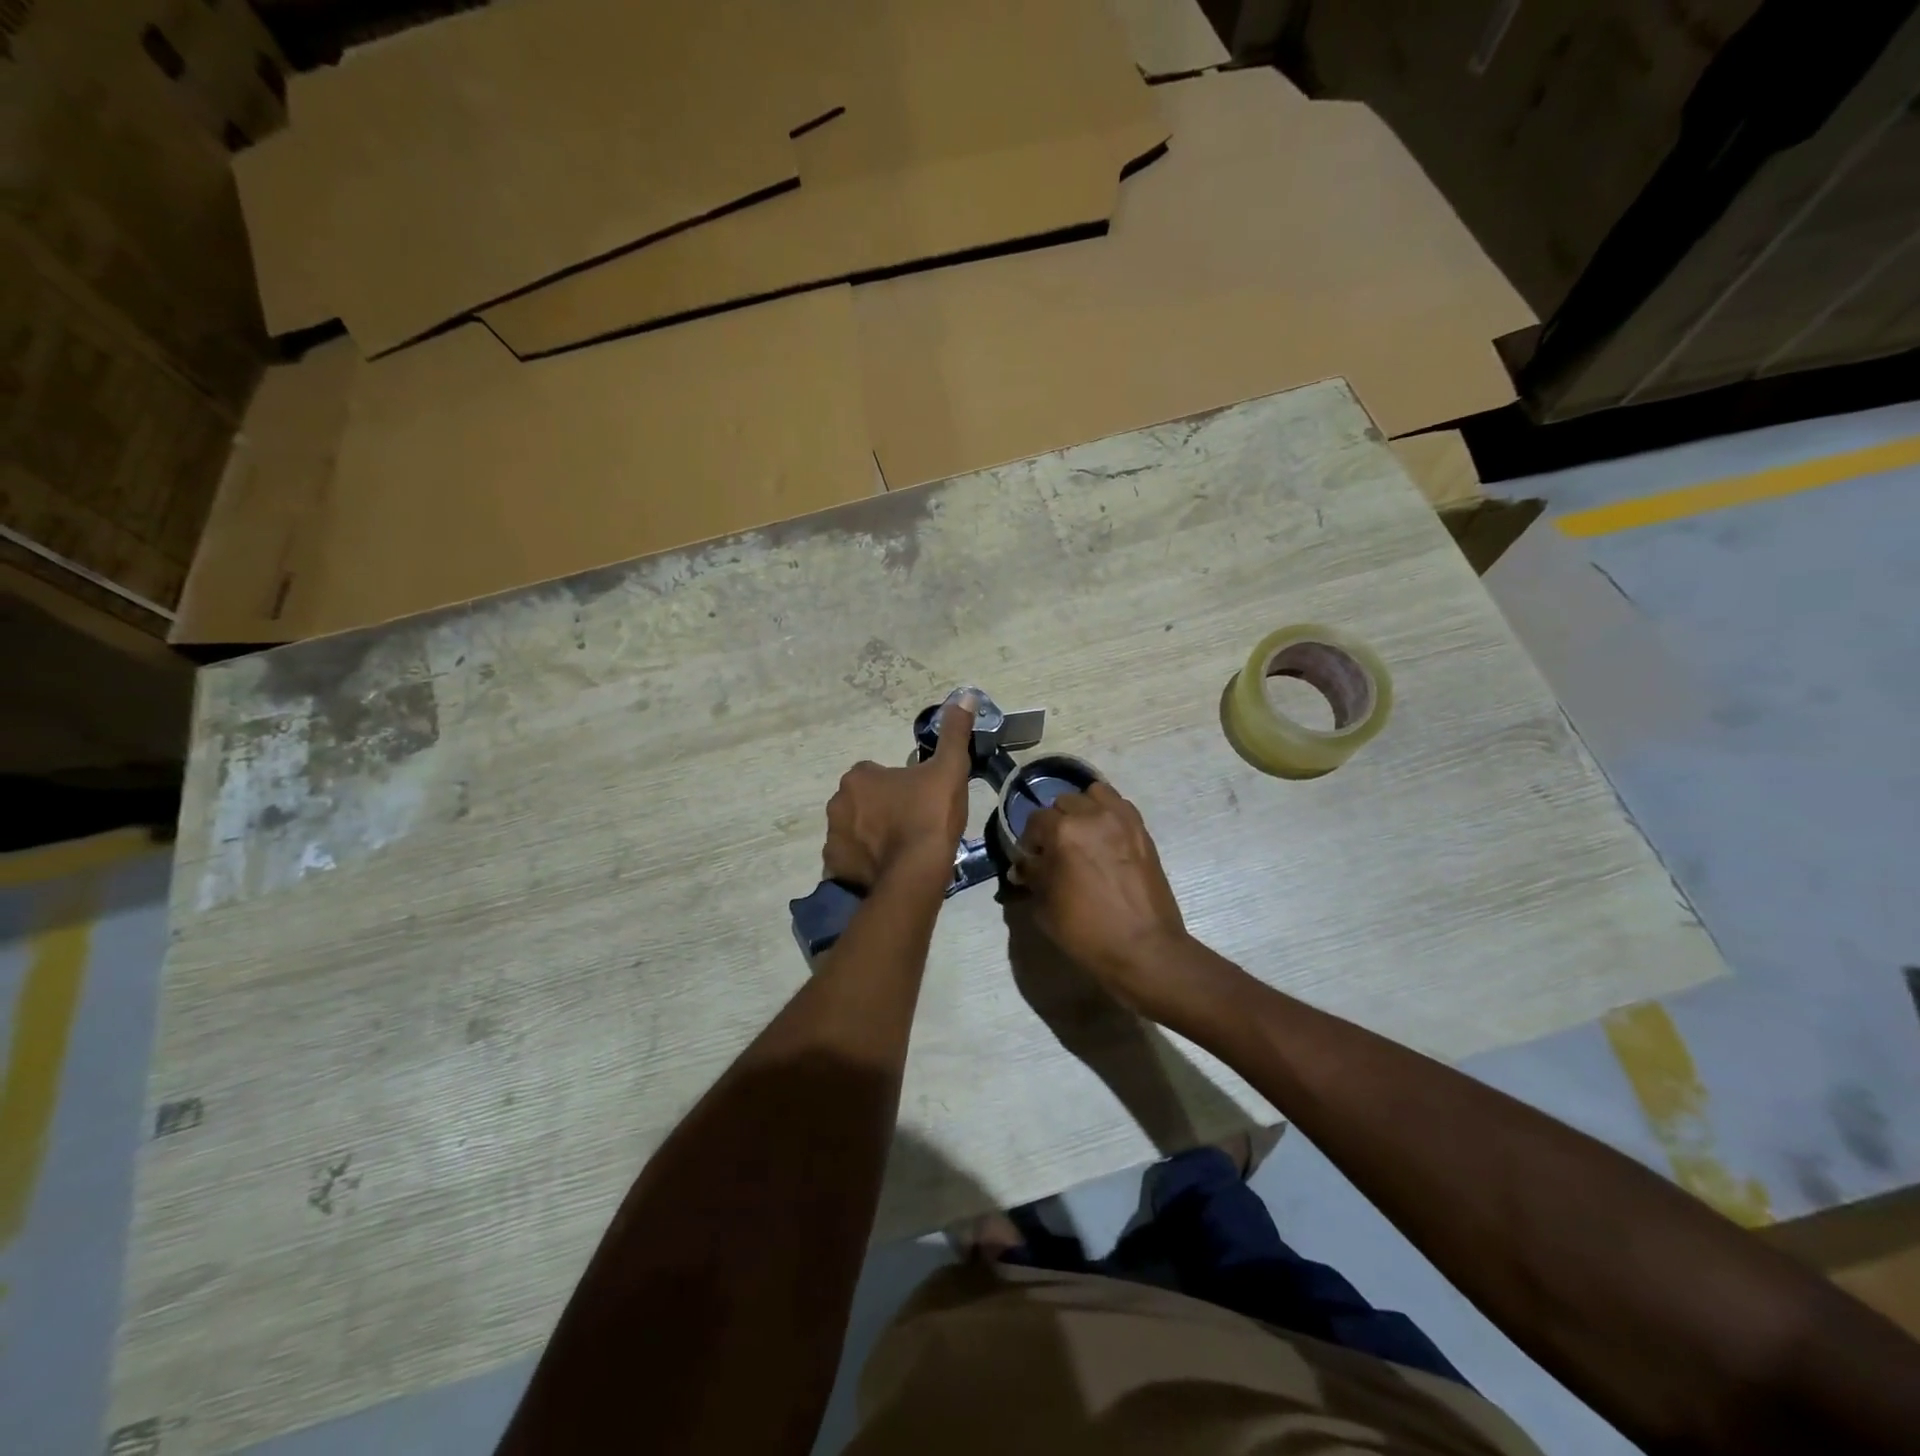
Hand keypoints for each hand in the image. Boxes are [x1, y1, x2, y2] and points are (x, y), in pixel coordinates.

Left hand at [822, 696, 975, 889]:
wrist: (914, 876)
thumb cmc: (929, 817)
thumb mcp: (949, 770)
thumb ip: (954, 734)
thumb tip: (964, 695)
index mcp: (859, 777)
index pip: (876, 773)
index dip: (899, 785)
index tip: (919, 800)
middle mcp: (837, 803)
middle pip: (863, 801)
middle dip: (881, 810)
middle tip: (912, 825)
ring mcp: (833, 838)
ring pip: (855, 831)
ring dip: (872, 836)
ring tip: (903, 851)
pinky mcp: (835, 868)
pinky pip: (850, 860)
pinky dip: (864, 863)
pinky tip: (888, 870)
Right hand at [1018, 781, 1190, 1011]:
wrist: (1144, 948)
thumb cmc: (1087, 931)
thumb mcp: (1045, 907)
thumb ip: (1032, 876)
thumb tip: (1022, 865)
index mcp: (1062, 832)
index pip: (1035, 821)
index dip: (1029, 841)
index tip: (1031, 860)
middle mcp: (1091, 815)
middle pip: (1063, 803)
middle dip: (1055, 823)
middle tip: (1056, 850)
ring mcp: (1121, 820)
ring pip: (1093, 795)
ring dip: (1082, 810)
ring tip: (1083, 835)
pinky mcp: (1141, 829)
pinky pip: (1119, 804)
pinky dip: (1107, 812)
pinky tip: (1104, 836)